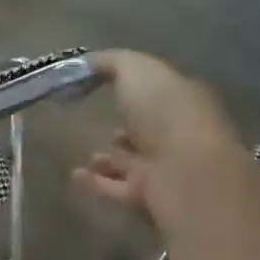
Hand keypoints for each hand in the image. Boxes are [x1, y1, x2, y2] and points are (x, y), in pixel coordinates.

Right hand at [74, 51, 238, 216]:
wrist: (184, 172)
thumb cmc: (165, 111)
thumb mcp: (136, 70)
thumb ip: (112, 62)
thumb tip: (89, 63)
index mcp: (182, 100)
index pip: (160, 92)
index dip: (136, 88)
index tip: (104, 85)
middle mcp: (176, 134)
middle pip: (149, 130)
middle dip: (127, 126)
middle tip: (97, 121)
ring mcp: (164, 168)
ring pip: (133, 162)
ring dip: (111, 159)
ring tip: (86, 154)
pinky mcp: (147, 197)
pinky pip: (115, 188)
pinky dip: (95, 183)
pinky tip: (74, 175)